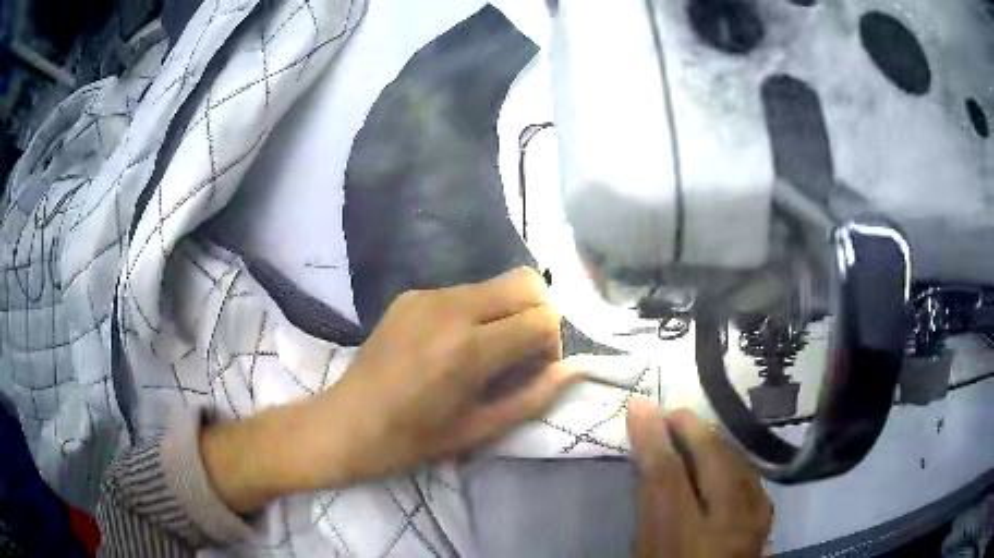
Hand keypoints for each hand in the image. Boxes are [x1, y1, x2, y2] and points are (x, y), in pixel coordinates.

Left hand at [325, 267, 580, 479]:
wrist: (346, 423)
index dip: (552, 345)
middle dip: (539, 314)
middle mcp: (451, 308)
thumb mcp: (480, 429)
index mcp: (469, 349)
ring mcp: (428, 295)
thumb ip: (534, 396)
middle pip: (528, 282)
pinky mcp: (411, 294)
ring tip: (486, 352)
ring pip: (497, 283)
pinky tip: (453, 345)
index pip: (543, 318)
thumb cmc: (413, 439)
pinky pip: (465, 291)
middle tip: (520, 353)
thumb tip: (575, 368)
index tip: (534, 371)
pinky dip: (478, 312)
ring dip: (508, 312)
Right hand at [627, 398, 771, 557]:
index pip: (667, 476)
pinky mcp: (766, 517)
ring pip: (737, 460)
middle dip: (689, 427)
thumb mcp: (646, 552)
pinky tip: (721, 454)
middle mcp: (727, 526)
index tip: (639, 407)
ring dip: (711, 438)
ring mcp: (755, 520)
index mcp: (684, 541)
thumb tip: (649, 458)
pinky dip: (731, 458)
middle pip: (713, 459)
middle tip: (667, 412)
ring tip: (691, 428)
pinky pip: (750, 474)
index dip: (653, 437)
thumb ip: (648, 508)